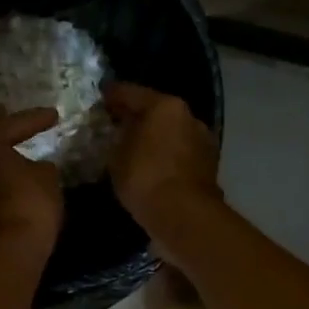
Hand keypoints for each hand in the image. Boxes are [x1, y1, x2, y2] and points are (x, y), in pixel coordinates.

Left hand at [0, 106, 64, 258]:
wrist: (8, 252)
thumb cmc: (30, 204)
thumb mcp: (47, 177)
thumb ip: (40, 166)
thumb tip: (34, 168)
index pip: (12, 123)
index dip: (35, 118)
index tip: (54, 115)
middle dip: (1, 129)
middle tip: (11, 117)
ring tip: (10, 152)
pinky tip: (4, 181)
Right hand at [103, 83, 220, 232]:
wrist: (183, 215)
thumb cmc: (145, 177)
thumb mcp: (116, 155)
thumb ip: (117, 137)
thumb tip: (119, 132)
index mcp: (165, 106)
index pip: (131, 93)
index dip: (112, 95)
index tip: (100, 97)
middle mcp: (189, 117)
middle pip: (156, 111)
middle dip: (136, 117)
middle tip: (115, 124)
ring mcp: (202, 141)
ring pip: (170, 132)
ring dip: (154, 137)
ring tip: (133, 148)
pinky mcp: (208, 165)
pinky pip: (179, 153)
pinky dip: (165, 155)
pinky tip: (151, 165)